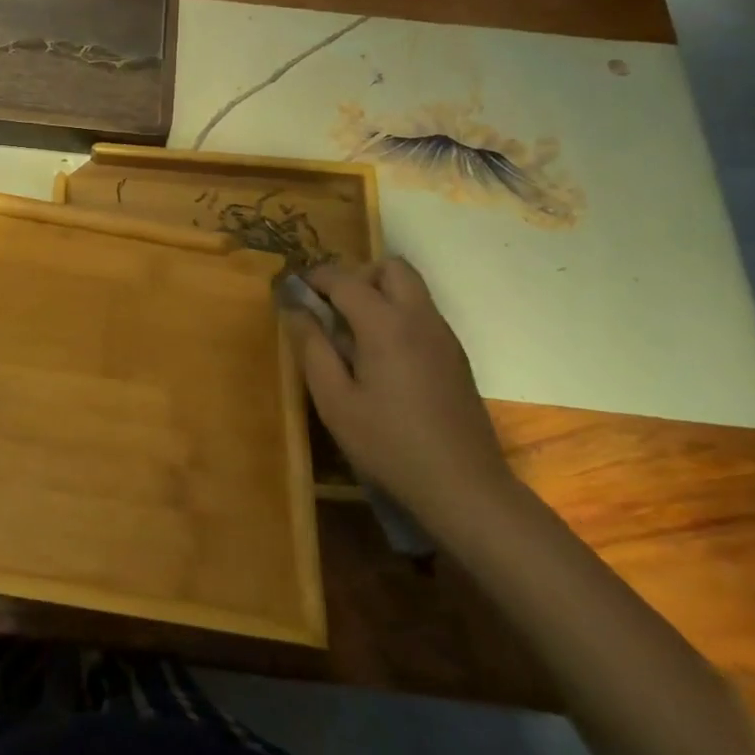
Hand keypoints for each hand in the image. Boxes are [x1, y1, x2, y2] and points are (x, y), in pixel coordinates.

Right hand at [285, 259, 515, 523]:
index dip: (314, 278)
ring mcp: (443, 335)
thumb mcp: (334, 400)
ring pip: (411, 288)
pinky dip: (397, 315)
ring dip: (378, 293)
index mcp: (386, 324)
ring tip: (351, 333)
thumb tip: (295, 308)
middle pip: (390, 267)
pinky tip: (380, 357)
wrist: (464, 486)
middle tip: (331, 307)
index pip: (344, 279)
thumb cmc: (388, 443)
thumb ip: (312, 347)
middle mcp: (419, 317)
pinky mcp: (455, 355)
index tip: (291, 289)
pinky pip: (422, 314)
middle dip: (356, 275)